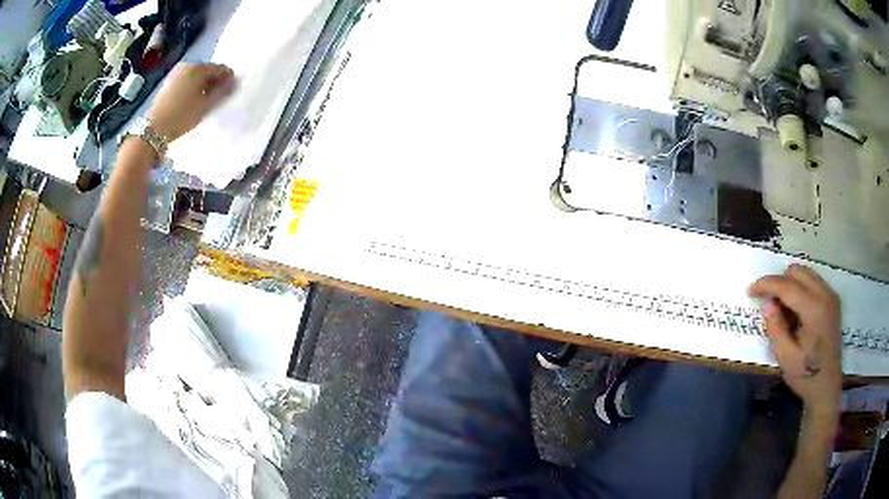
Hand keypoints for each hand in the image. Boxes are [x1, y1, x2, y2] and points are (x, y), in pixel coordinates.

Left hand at [148, 63, 235, 141]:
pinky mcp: (169, 83)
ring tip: (204, 101)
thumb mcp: (206, 105)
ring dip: (203, 85)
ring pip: (197, 76)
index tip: (230, 92)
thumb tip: (233, 81)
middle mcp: (188, 65)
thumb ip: (222, 91)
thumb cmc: (182, 116)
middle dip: (215, 82)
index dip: (228, 79)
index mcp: (199, 68)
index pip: (221, 68)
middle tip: (217, 97)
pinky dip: (193, 88)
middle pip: (208, 70)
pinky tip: (192, 101)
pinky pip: (187, 81)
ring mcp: (177, 73)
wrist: (155, 129)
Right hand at [748, 264, 841, 416]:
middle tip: (769, 304)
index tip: (750, 290)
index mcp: (814, 310)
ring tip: (782, 308)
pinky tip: (796, 310)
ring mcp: (831, 295)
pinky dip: (800, 288)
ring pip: (805, 273)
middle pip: (797, 272)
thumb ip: (776, 329)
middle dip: (779, 282)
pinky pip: (813, 281)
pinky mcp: (832, 299)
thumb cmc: (806, 376)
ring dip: (790, 284)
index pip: (787, 285)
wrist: (827, 387)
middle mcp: (825, 295)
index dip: (767, 284)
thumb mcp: (786, 359)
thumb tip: (767, 304)